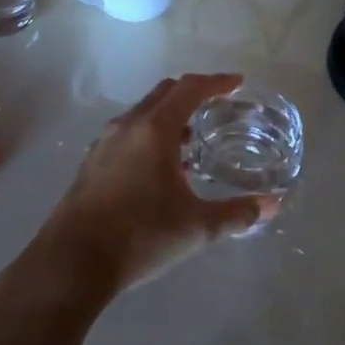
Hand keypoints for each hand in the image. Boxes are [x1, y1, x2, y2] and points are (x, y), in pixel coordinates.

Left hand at [28, 73, 278, 297]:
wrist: (72, 262)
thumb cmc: (140, 235)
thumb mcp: (196, 227)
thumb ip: (236, 214)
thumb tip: (272, 206)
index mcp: (155, 128)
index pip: (190, 88)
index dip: (216, 82)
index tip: (237, 83)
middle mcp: (128, 125)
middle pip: (164, 93)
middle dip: (192, 94)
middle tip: (216, 105)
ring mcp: (105, 143)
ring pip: (143, 114)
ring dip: (169, 117)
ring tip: (191, 141)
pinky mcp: (92, 163)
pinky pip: (128, 133)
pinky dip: (150, 135)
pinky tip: (159, 169)